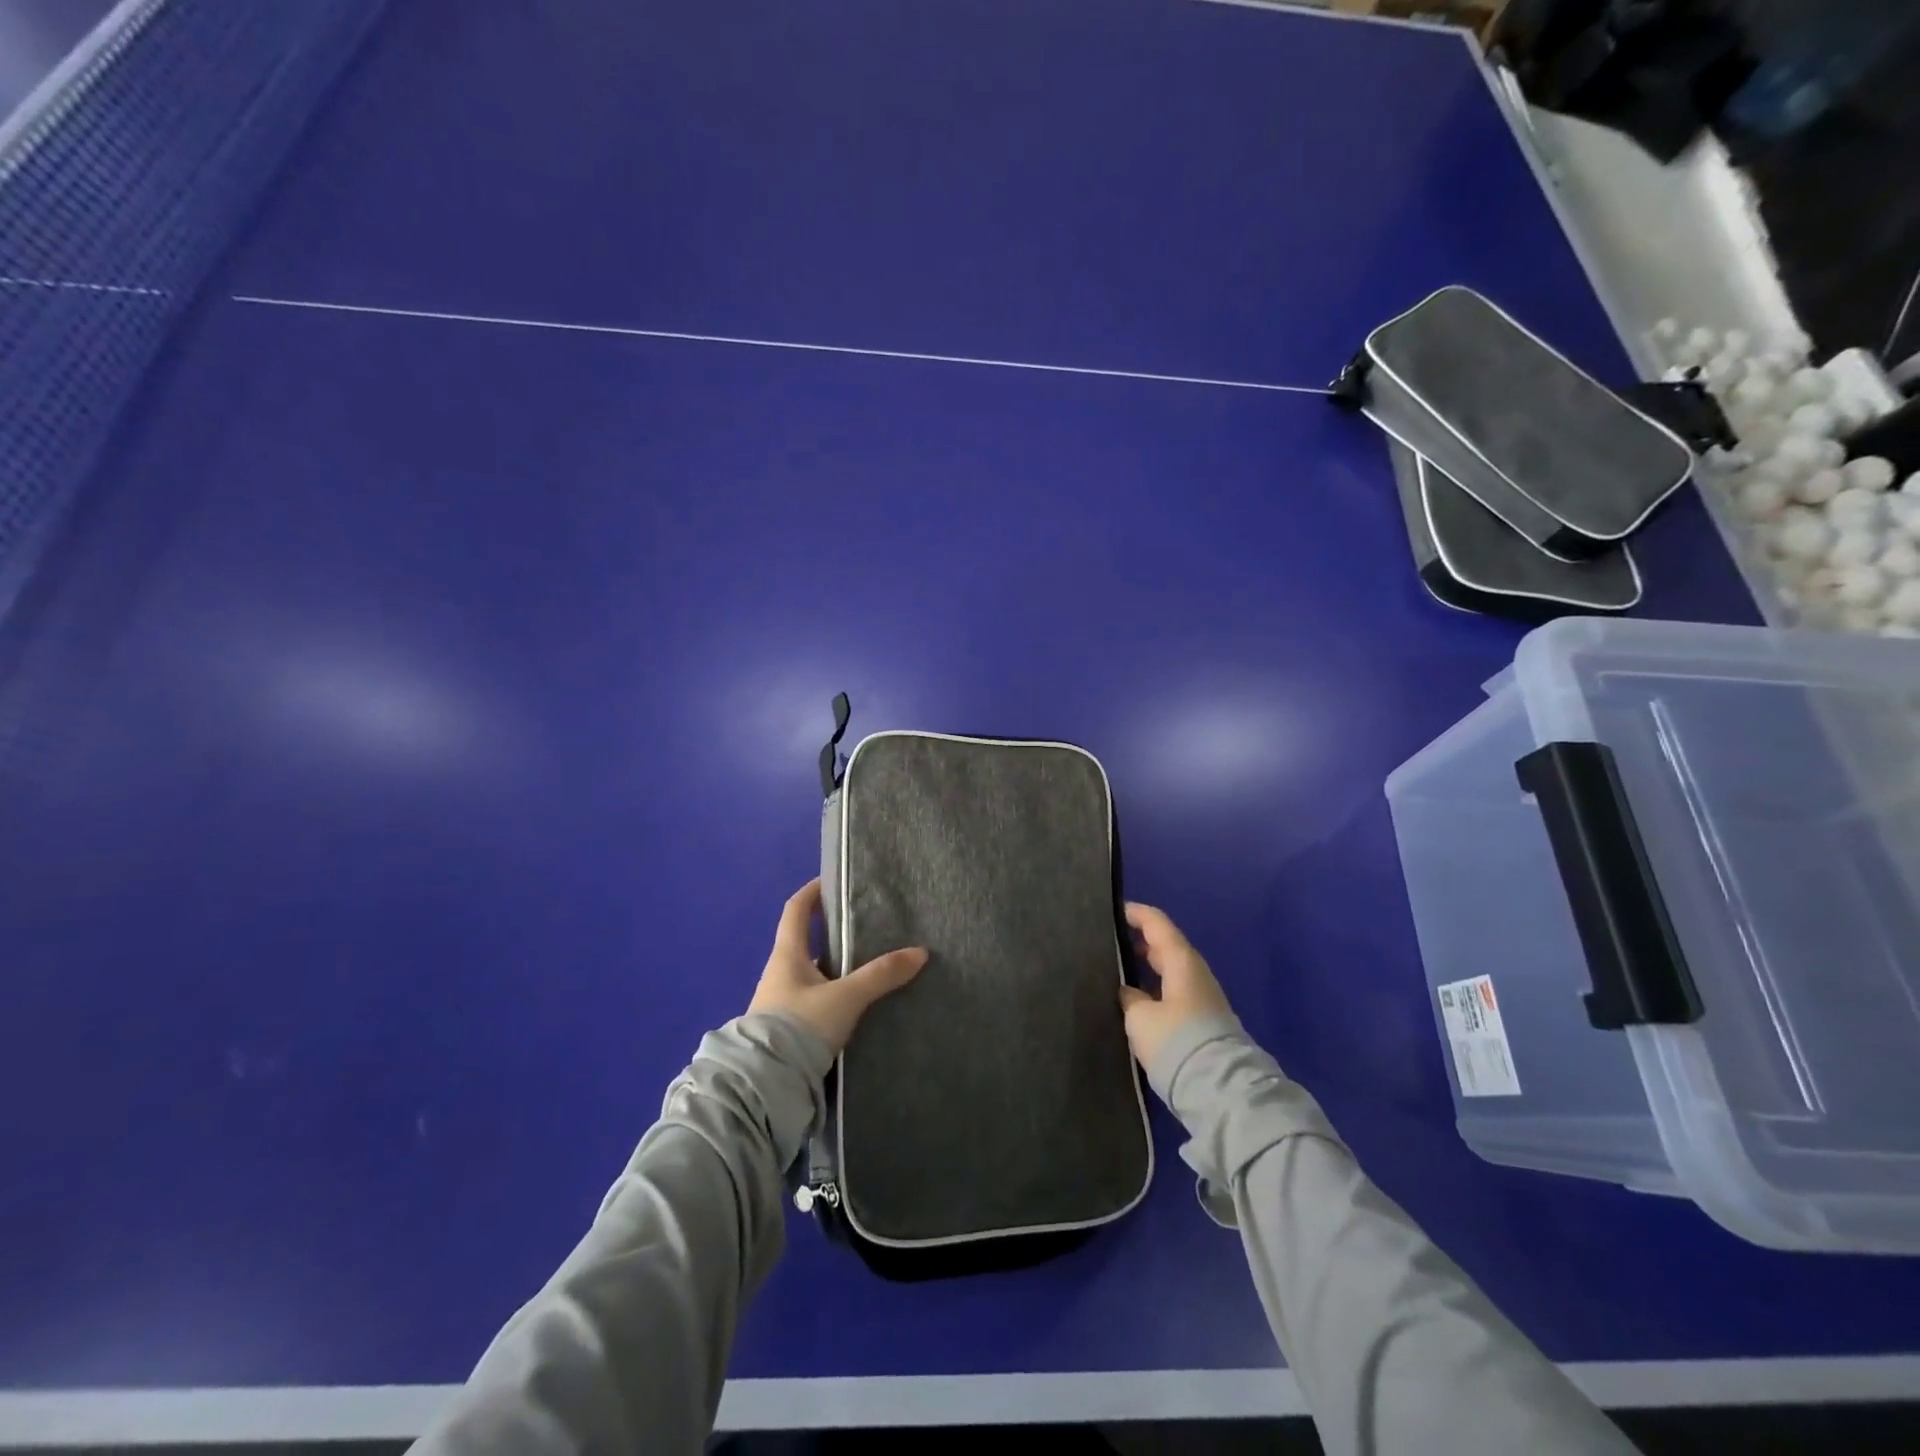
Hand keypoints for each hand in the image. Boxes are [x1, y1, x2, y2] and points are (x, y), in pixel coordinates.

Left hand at [747, 879, 928, 1052]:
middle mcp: (780, 974)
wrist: (765, 1083)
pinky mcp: (788, 1030)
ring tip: (870, 966)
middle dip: (833, 933)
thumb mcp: (845, 997)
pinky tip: (857, 1004)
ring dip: (836, 968)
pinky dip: (835, 995)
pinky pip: (815, 1001)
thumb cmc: (799, 1026)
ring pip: (813, 974)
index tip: (833, 881)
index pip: (795, 910)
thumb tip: (920, 952)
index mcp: (787, 955)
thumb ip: (881, 975)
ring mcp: (782, 1003)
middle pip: (807, 942)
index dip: (812, 892)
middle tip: (867, 927)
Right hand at [1117, 902, 1234, 1070]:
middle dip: (1139, 940)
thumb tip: (1128, 992)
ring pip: (1170, 970)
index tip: (1113, 911)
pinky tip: (1136, 1000)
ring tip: (1117, 970)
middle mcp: (1194, 973)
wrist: (1220, 1089)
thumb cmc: (1176, 1040)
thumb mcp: (1140, 1018)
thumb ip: (1130, 997)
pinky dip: (1154, 987)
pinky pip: (1174, 991)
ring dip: (1147, 966)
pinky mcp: (1203, 1020)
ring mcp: (1202, 997)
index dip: (1136, 914)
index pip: (1157, 923)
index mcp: (1181, 961)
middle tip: (1109, 941)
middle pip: (1165, 945)